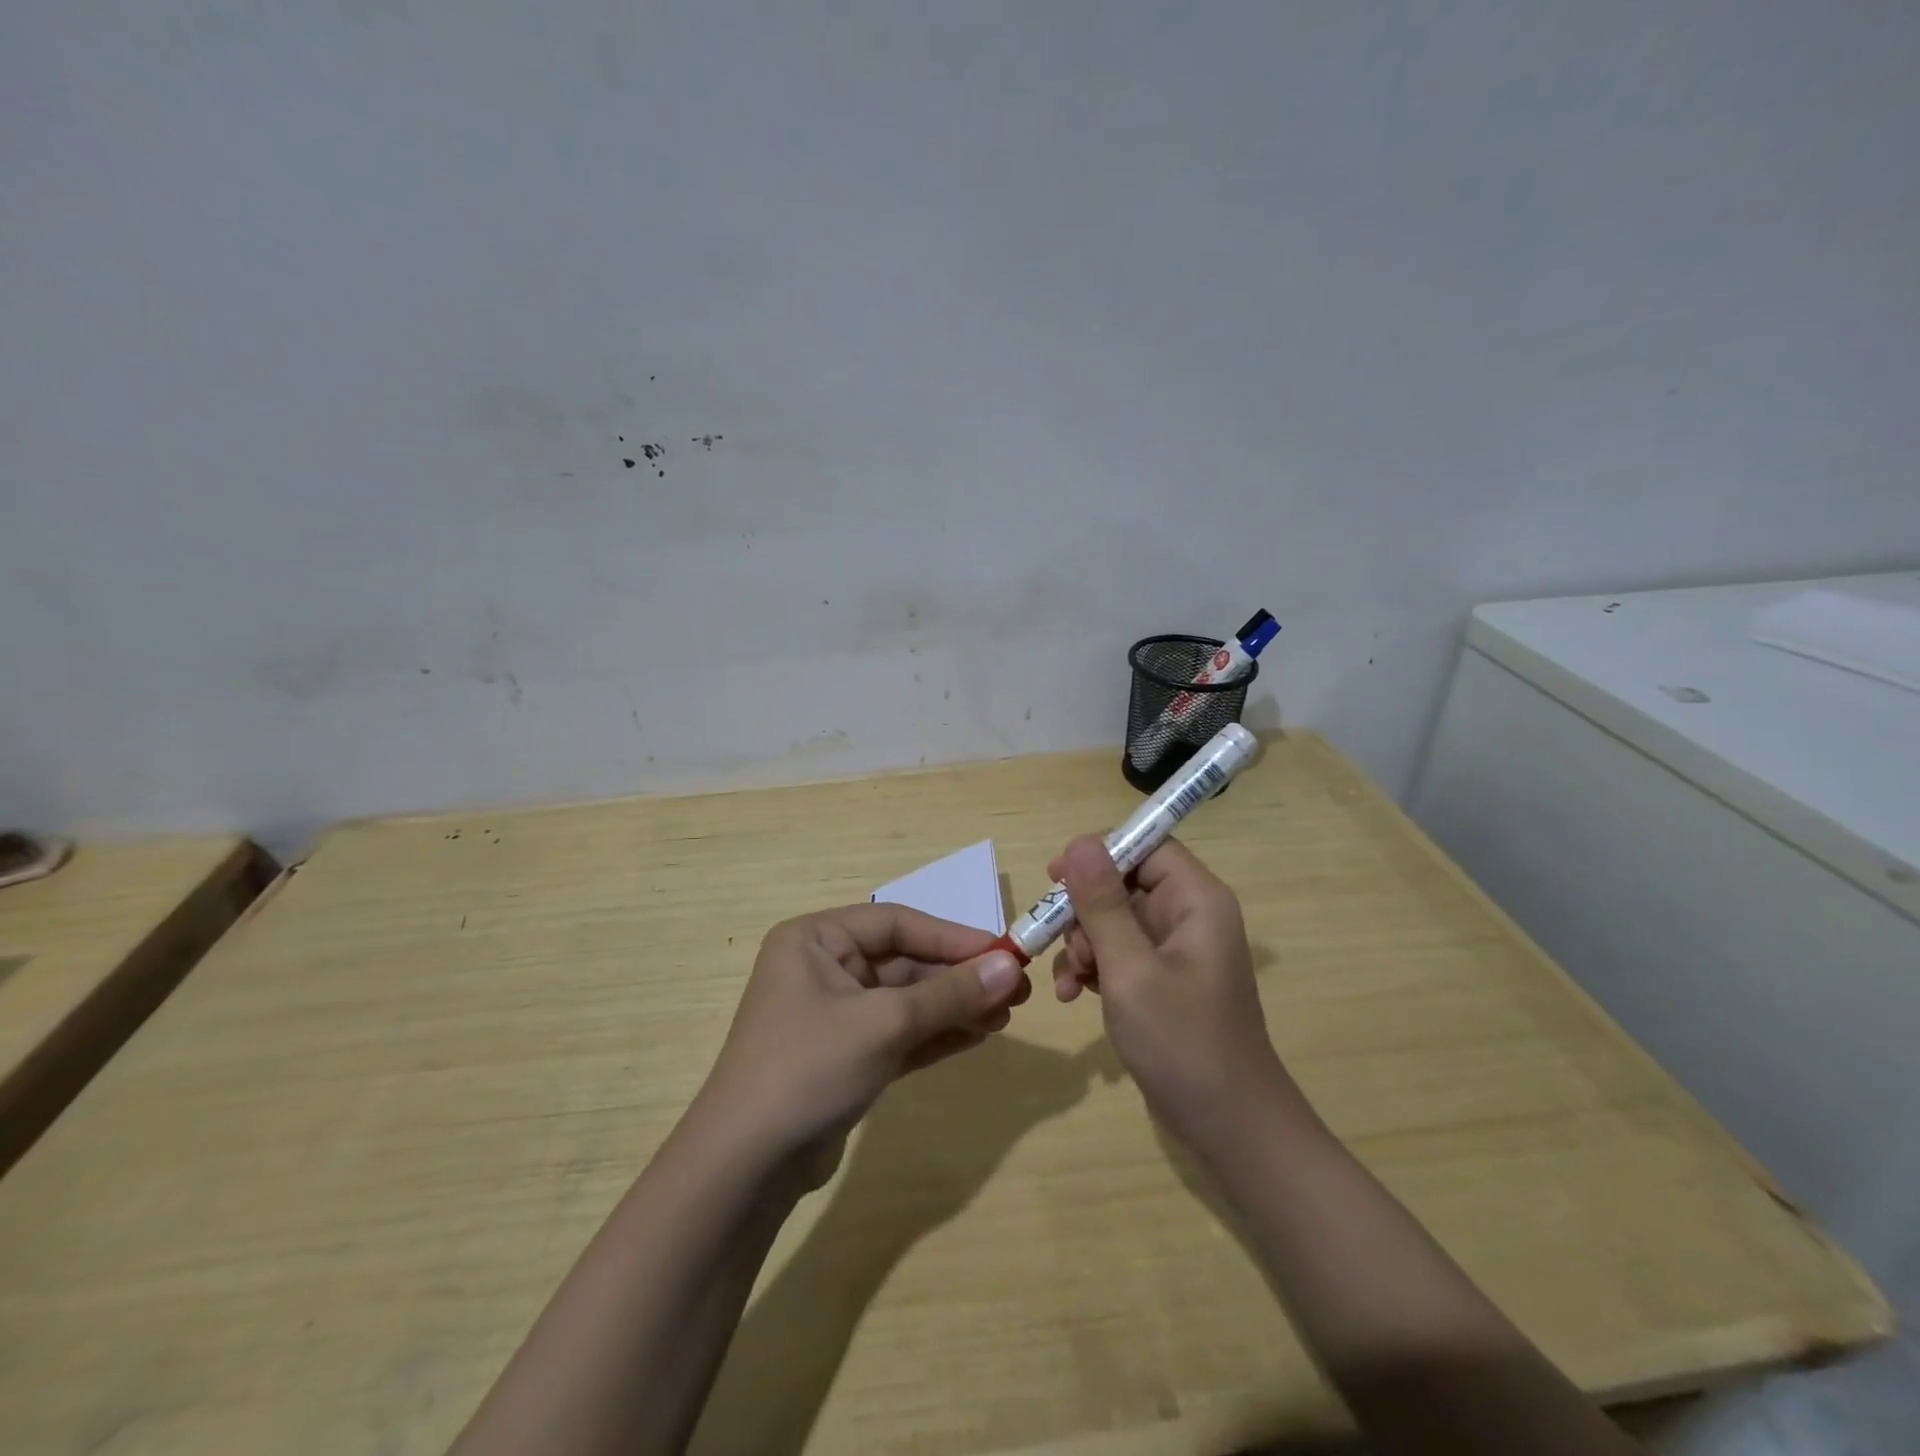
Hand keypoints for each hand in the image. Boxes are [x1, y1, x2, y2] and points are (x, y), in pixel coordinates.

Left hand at [696, 904, 1030, 1176]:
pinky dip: (936, 1034)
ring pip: (906, 1001)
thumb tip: (1012, 966)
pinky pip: (899, 1033)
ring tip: (1007, 1014)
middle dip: (958, 977)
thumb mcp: (884, 1023)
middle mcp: (823, 968)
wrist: (745, 1168)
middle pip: (904, 963)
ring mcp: (834, 1015)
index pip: (896, 923)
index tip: (1005, 952)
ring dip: (954, 1006)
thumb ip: (949, 993)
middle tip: (1016, 990)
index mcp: (815, 940)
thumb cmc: (808, 1068)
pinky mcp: (846, 1057)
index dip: (953, 937)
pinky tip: (979, 1034)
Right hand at [1050, 835, 1285, 1146]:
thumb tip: (1081, 841)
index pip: (1146, 845)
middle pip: (1123, 882)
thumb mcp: (1131, 970)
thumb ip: (1103, 904)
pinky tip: (1071, 995)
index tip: (1056, 876)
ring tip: (1069, 981)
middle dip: (1085, 911)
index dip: (1100, 853)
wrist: (1231, 1130)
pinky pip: (1118, 953)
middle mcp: (1188, 916)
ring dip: (1082, 944)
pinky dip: (1092, 968)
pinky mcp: (1162, 981)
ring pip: (1113, 920)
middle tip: (1063, 943)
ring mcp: (1175, 951)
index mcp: (1196, 901)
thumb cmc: (1183, 1043)